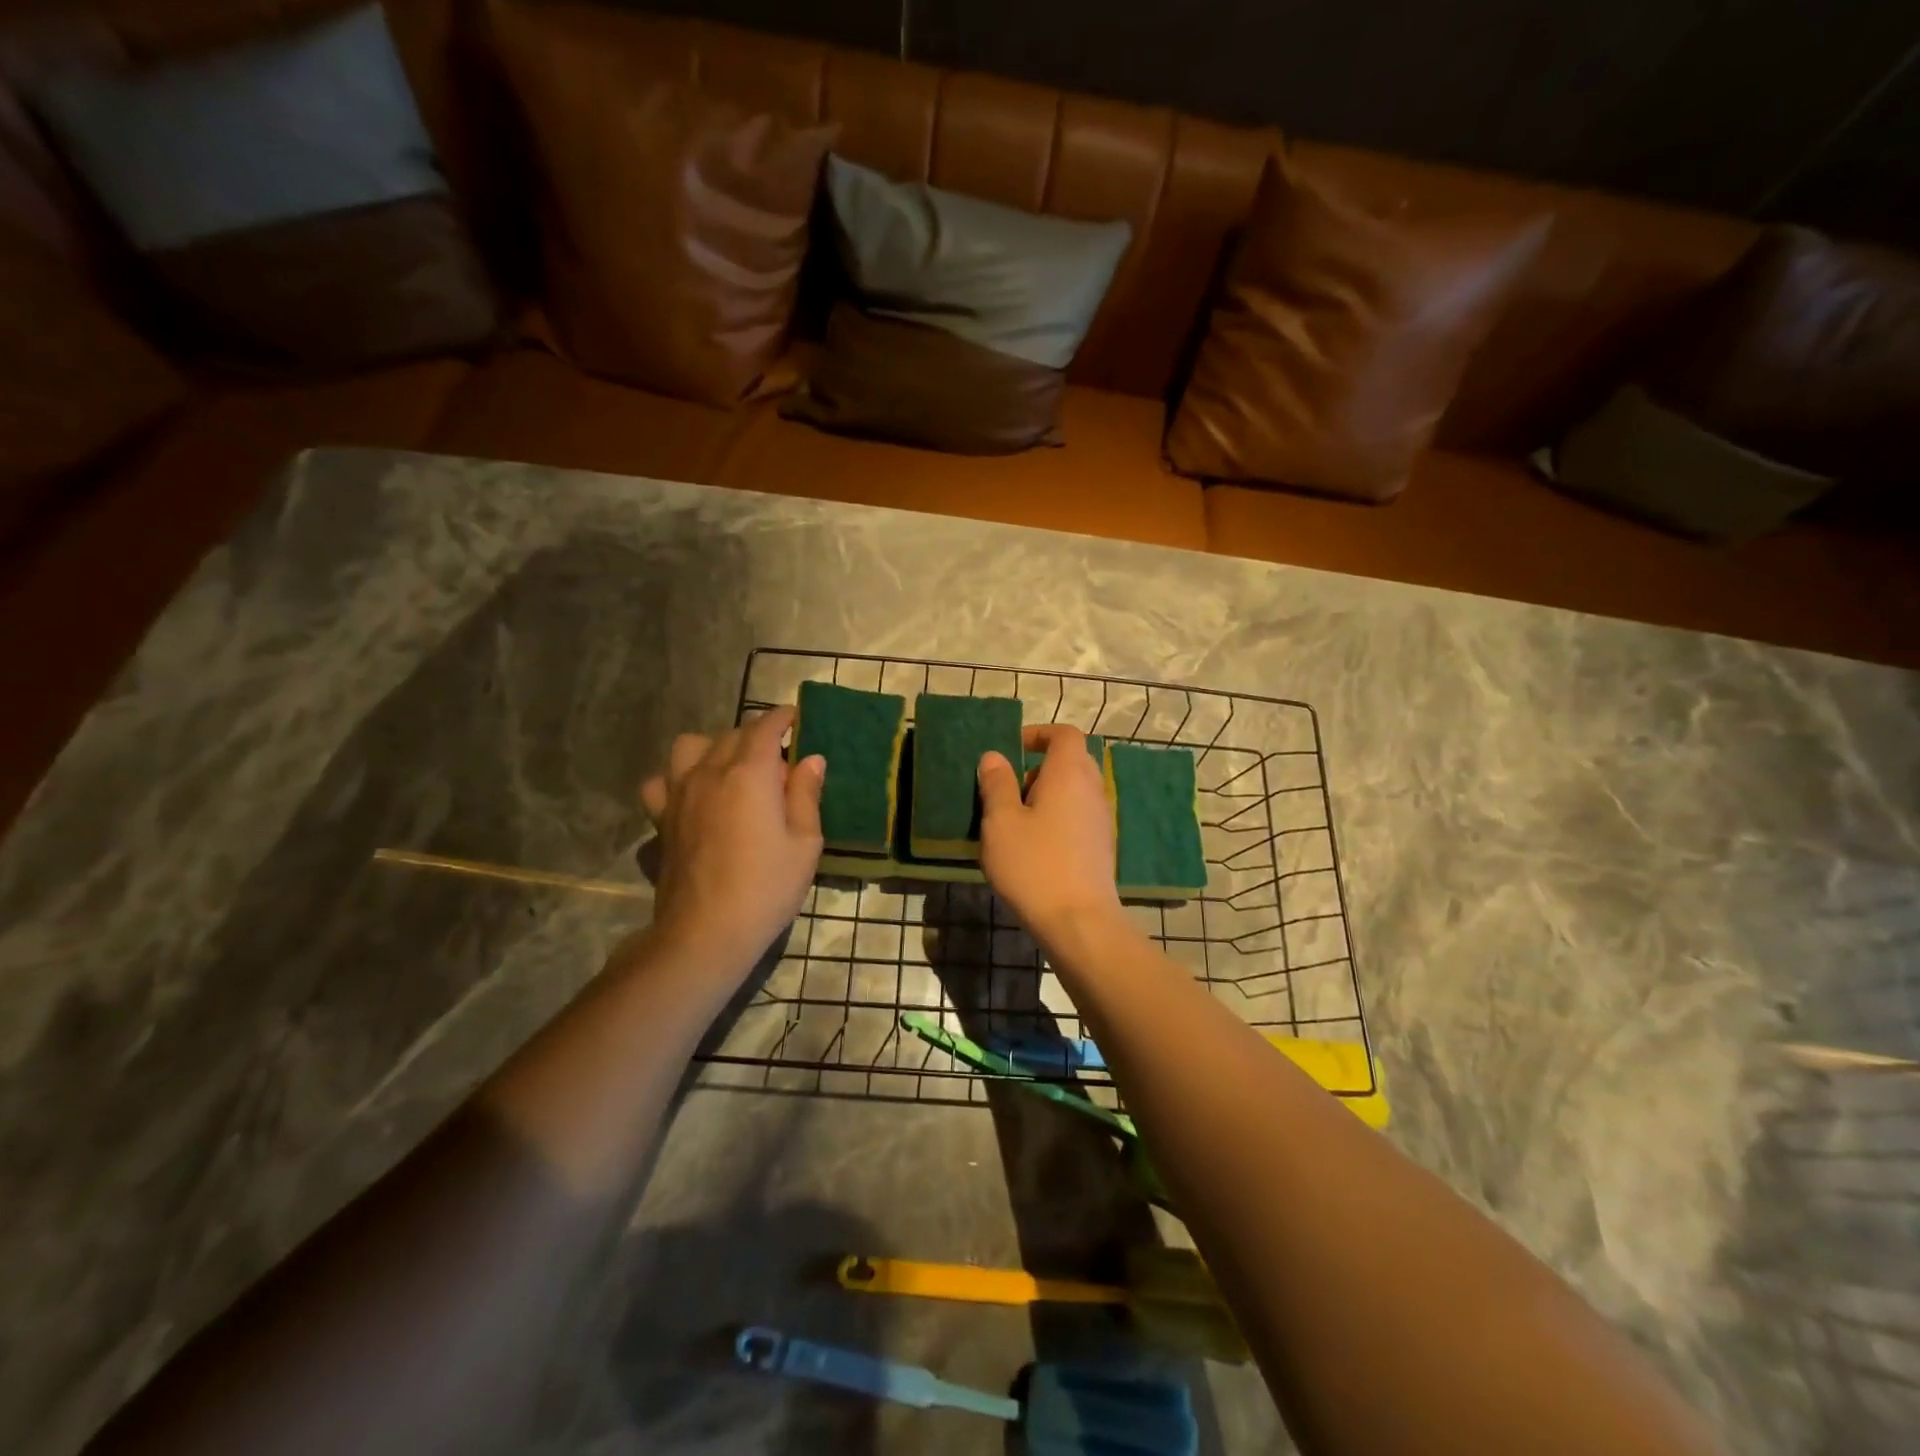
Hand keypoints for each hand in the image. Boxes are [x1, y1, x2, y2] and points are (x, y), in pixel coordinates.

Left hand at [638, 707, 824, 978]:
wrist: (705, 932)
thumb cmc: (767, 886)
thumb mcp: (805, 842)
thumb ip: (806, 794)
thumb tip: (811, 760)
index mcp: (750, 773)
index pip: (765, 727)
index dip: (783, 718)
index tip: (796, 718)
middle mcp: (710, 771)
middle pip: (732, 734)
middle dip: (757, 737)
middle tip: (779, 762)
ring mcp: (679, 794)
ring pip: (690, 746)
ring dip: (713, 748)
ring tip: (731, 771)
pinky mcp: (661, 819)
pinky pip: (661, 782)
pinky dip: (676, 779)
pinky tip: (693, 797)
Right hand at [976, 725, 1121, 943]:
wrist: (1079, 922)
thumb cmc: (1034, 865)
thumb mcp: (1001, 822)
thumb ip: (997, 784)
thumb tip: (994, 757)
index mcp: (1070, 773)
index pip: (1064, 734)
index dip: (1039, 733)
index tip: (1012, 748)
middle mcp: (1092, 789)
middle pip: (1071, 761)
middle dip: (1038, 768)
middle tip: (1008, 791)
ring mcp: (1101, 820)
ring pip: (1074, 792)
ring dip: (1046, 797)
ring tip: (1016, 823)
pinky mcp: (1101, 847)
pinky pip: (1077, 817)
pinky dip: (1057, 819)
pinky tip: (1034, 848)